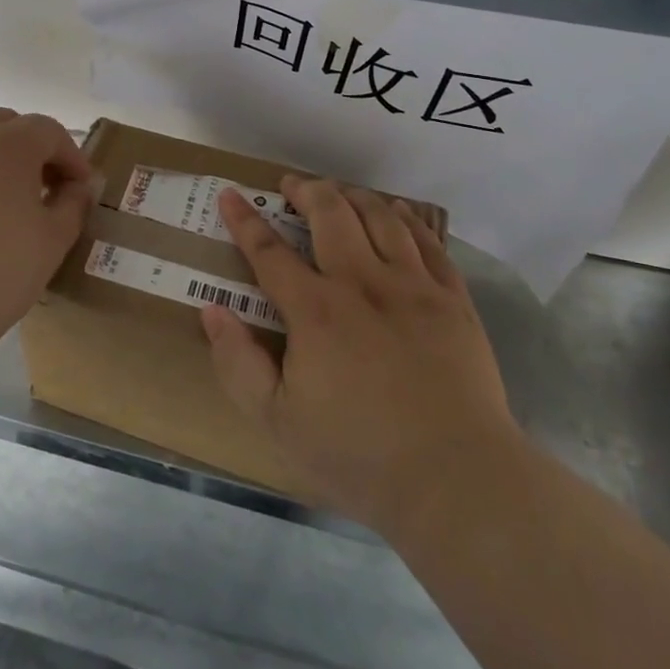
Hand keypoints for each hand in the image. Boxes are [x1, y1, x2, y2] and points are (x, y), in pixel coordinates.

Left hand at [0, 107, 94, 355]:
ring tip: (7, 198)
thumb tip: (78, 186)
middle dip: (31, 147)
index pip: (48, 131)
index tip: (81, 187)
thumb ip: (73, 203)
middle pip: (6, 123)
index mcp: (7, 144)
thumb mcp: (53, 240)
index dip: (71, 156)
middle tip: (44, 184)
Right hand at [203, 178, 519, 538]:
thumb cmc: (359, 455)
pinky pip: (428, 242)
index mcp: (316, 310)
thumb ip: (238, 363)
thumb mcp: (277, 421)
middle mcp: (362, 283)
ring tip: (340, 194)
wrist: (457, 482)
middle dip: (305, 191)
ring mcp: (413, 287)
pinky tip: (396, 213)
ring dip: (354, 197)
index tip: (230, 194)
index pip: (269, 251)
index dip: (245, 219)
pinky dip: (407, 218)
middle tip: (291, 186)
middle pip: (330, 214)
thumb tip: (212, 310)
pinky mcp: (453, 301)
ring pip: (380, 217)